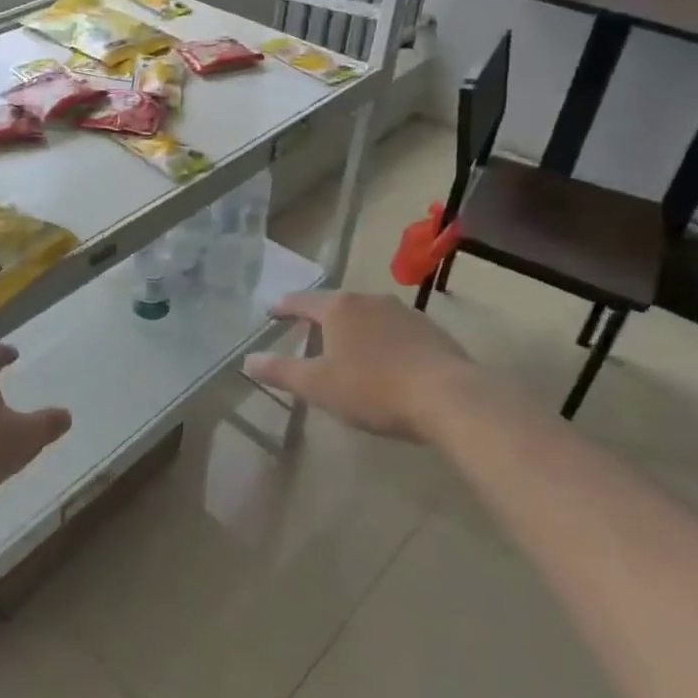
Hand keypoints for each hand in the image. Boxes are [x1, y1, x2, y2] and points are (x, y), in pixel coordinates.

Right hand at [244, 290, 485, 441]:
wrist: (450, 398)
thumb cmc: (374, 388)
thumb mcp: (318, 385)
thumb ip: (281, 371)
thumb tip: (247, 360)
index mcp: (339, 308)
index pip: (301, 301)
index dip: (284, 307)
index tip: (272, 312)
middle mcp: (369, 300)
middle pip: (336, 304)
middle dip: (319, 316)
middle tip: (306, 330)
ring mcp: (404, 313)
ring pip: (367, 315)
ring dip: (353, 328)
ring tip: (345, 346)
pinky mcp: (431, 332)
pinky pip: (394, 330)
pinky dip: (381, 340)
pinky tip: (384, 360)